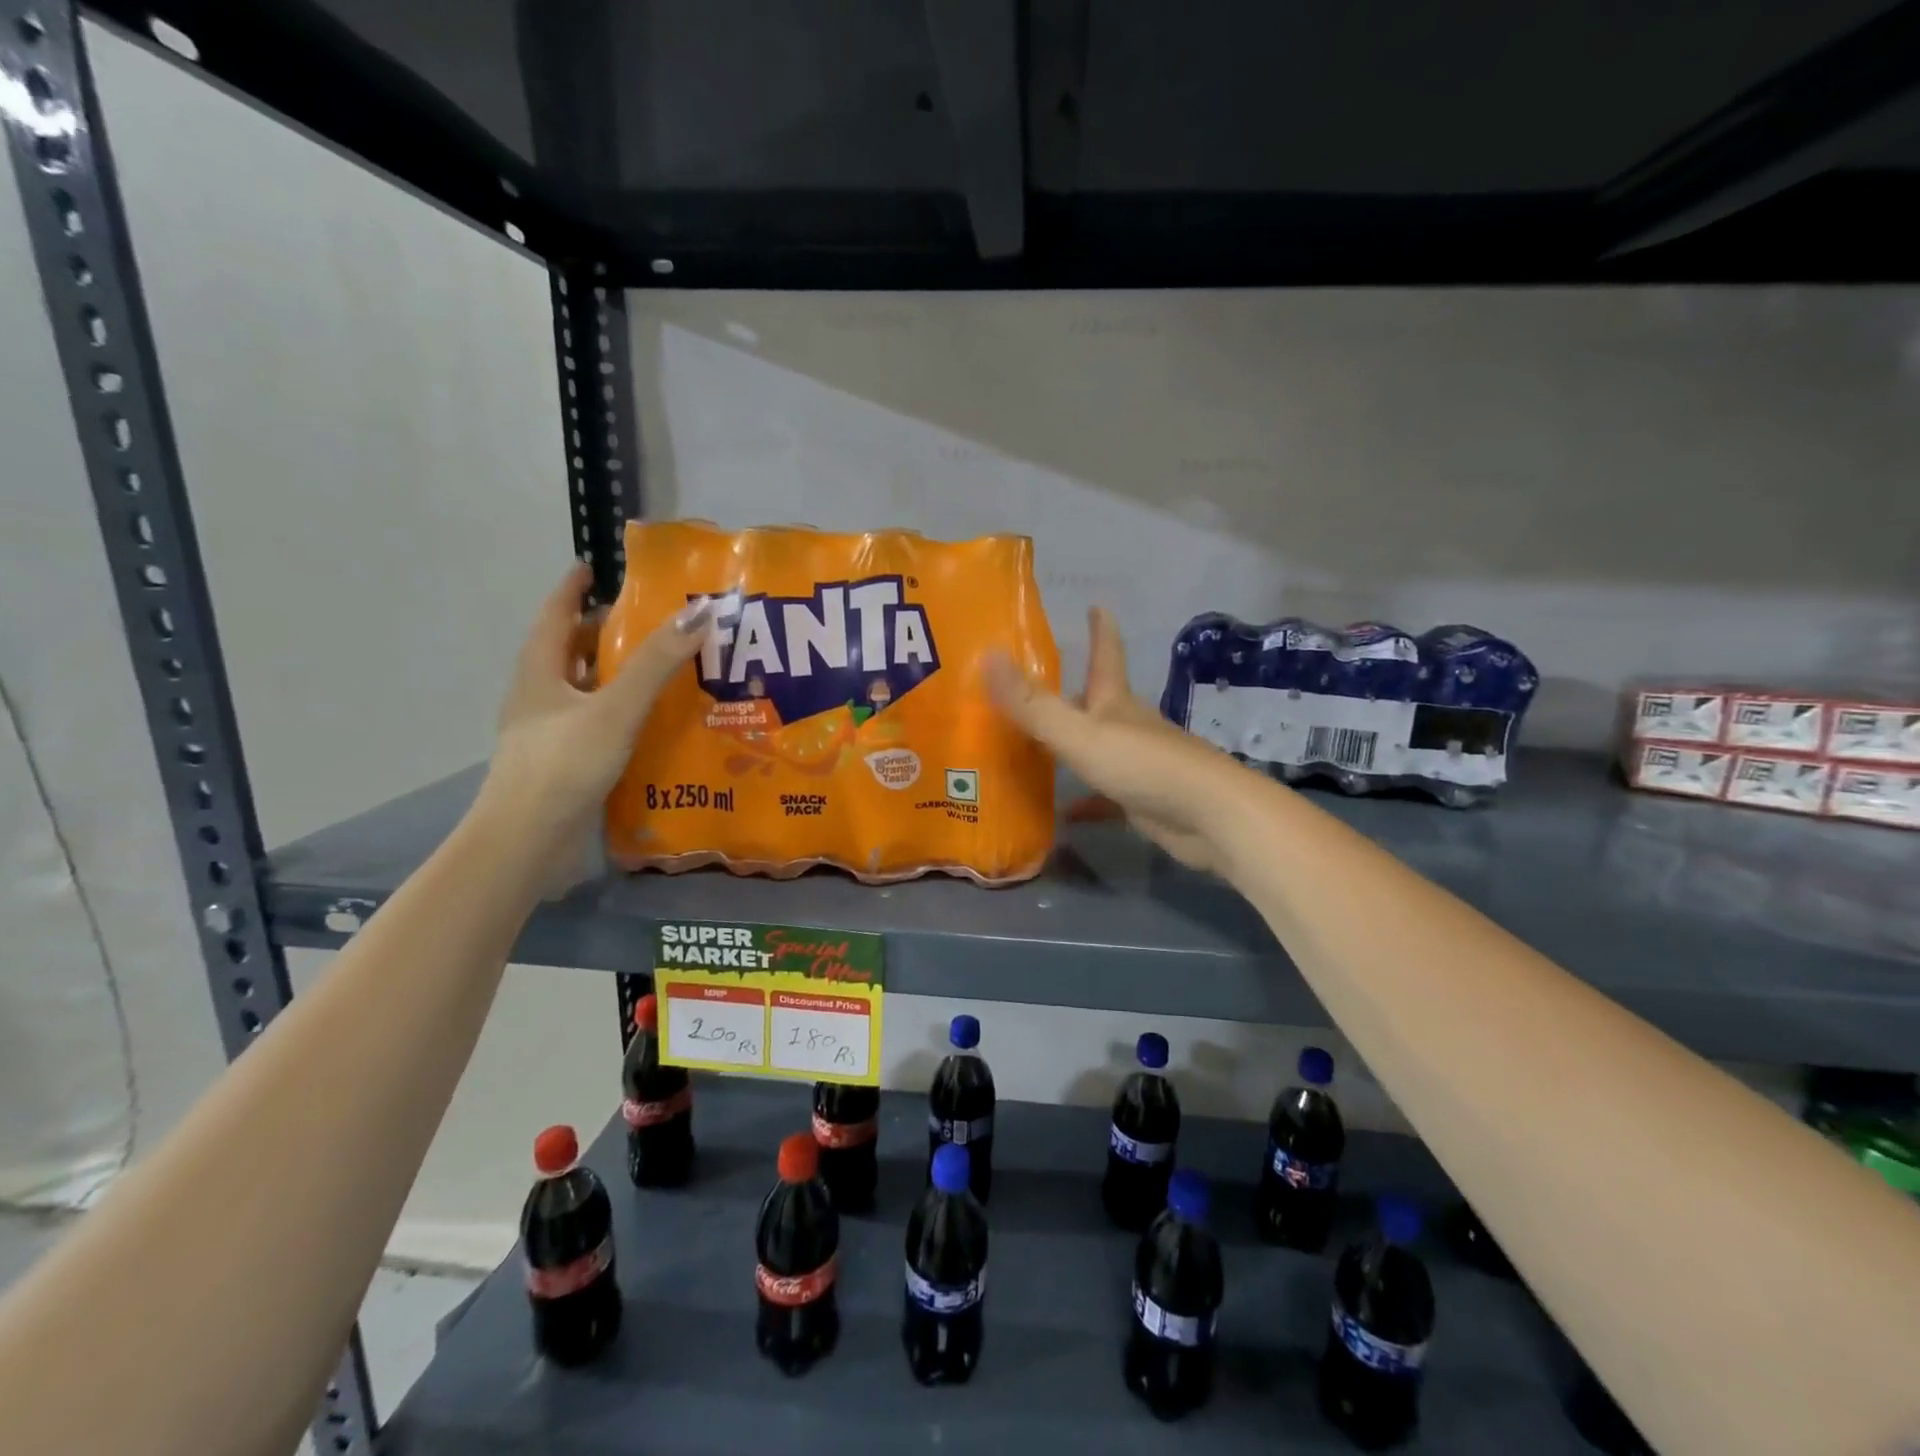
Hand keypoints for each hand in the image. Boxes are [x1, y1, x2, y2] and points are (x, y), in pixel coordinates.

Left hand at [479, 563, 708, 847]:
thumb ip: (656, 664)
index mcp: (540, 673)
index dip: (572, 589)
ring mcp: (548, 733)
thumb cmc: (565, 764)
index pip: (555, 616)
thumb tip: (698, 614)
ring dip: (613, 674)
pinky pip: (594, 722)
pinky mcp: (564, 763)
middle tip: (646, 620)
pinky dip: (618, 711)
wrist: (528, 841)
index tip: (593, 568)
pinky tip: (647, 721)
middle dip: (601, 632)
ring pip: (582, 690)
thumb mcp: (615, 708)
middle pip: (569, 652)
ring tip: (656, 666)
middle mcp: (539, 697)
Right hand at [987, 606, 1243, 874]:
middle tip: (1036, 687)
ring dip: (1072, 747)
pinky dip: (1086, 801)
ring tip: (1034, 749)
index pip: (1107, 654)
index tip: (1095, 604)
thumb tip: (988, 655)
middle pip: (1099, 701)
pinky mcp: (1143, 798)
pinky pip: (1106, 796)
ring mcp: (1139, 763)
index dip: (1100, 629)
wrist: (1209, 817)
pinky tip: (1063, 812)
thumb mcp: (1080, 733)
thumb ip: (1034, 703)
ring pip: (1098, 748)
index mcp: (1116, 702)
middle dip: (1074, 691)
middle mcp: (1128, 726)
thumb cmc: (1143, 764)